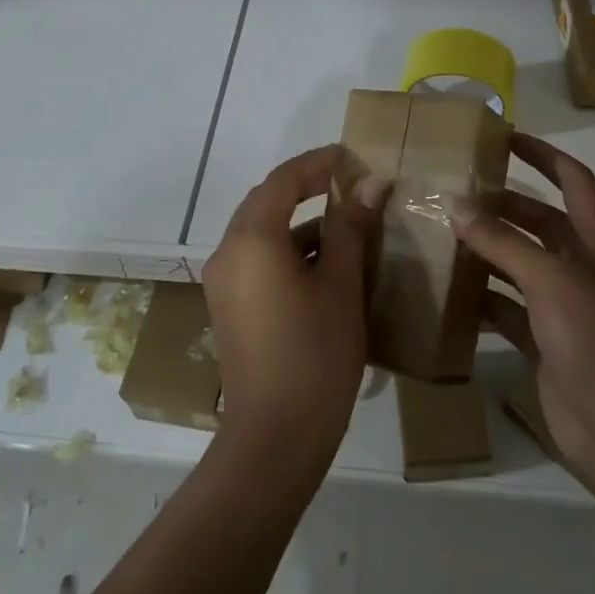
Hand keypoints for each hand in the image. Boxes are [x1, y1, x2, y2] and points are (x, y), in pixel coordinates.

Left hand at [201, 146, 386, 466]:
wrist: (275, 436)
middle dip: (308, 189)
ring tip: (350, 226)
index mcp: (251, 239)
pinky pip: (258, 260)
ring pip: (263, 233)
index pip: (283, 180)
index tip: (353, 157)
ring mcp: (223, 281)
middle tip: (352, 185)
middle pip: (267, 202)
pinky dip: (289, 252)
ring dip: (302, 224)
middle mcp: (228, 252)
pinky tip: (327, 266)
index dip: (318, 163)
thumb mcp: (341, 286)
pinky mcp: (228, 306)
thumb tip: (371, 183)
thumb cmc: (315, 354)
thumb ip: (351, 227)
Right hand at [455, 131, 594, 492]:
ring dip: (487, 251)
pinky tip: (449, 295)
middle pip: (540, 222)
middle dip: (503, 205)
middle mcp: (581, 268)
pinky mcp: (544, 341)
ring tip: (442, 237)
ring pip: (519, 265)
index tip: (505, 137)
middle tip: (455, 194)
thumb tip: (458, 207)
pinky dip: (481, 301)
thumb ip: (504, 243)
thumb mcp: (551, 281)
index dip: (544, 154)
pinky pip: (506, 309)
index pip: (574, 180)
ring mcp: (563, 306)